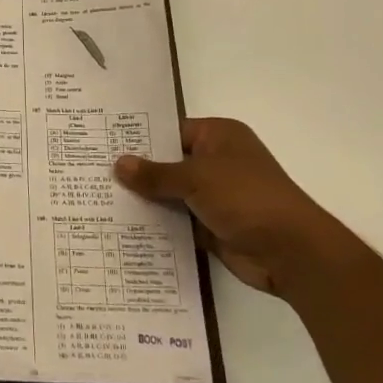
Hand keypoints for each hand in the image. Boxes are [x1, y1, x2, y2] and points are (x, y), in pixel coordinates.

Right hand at [116, 117, 334, 293]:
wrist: (291, 252)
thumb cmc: (246, 197)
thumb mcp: (197, 178)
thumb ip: (156, 173)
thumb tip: (118, 164)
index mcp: (218, 136)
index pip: (169, 131)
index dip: (138, 139)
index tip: (102, 144)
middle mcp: (216, 162)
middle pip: (168, 163)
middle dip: (137, 172)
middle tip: (91, 172)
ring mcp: (214, 196)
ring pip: (170, 194)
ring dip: (145, 200)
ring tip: (98, 200)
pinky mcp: (212, 226)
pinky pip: (177, 221)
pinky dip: (157, 225)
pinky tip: (123, 227)